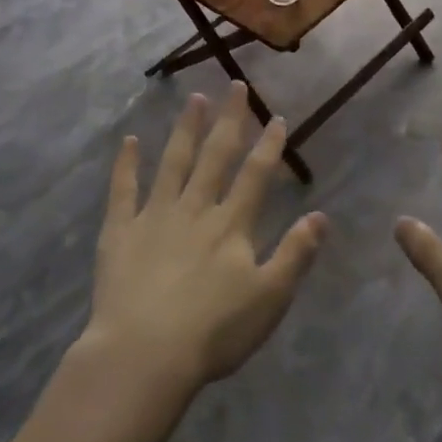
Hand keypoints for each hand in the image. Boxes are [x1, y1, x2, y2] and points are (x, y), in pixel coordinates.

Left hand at [86, 84, 325, 392]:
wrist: (144, 354)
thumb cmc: (214, 333)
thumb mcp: (270, 299)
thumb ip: (296, 254)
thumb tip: (321, 215)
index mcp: (231, 225)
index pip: (255, 175)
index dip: (268, 144)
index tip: (276, 116)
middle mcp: (195, 209)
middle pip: (215, 156)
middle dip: (228, 120)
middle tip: (234, 86)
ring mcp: (154, 216)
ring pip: (173, 162)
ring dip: (185, 129)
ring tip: (193, 99)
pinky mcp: (120, 231)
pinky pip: (123, 189)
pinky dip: (126, 164)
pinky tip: (130, 140)